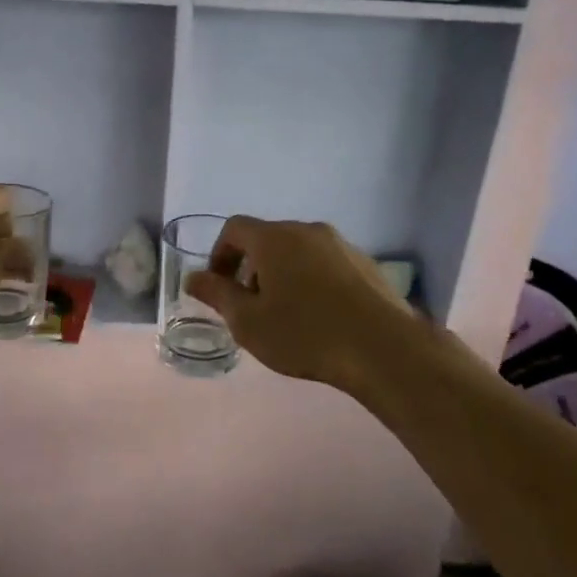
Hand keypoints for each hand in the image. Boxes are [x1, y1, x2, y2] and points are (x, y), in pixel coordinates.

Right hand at [185, 216, 423, 394]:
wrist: (383, 348)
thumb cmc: (304, 334)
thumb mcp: (248, 321)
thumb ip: (217, 295)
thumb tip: (193, 277)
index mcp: (275, 238)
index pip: (235, 228)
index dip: (219, 255)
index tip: (219, 287)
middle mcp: (308, 230)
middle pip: (268, 238)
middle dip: (251, 267)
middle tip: (251, 305)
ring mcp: (341, 245)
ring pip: (299, 251)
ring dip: (283, 274)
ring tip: (286, 315)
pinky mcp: (366, 264)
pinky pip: (326, 264)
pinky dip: (312, 281)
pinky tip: (320, 317)